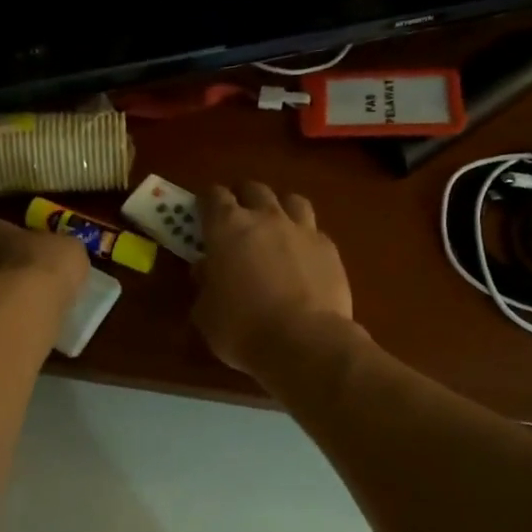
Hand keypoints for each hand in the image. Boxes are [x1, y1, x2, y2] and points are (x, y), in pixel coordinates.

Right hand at [194, 182, 355, 373]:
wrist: (305, 342)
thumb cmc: (242, 328)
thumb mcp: (205, 313)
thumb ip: (204, 284)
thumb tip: (206, 269)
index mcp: (227, 228)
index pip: (213, 196)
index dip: (206, 201)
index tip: (202, 212)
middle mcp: (266, 218)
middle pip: (253, 189)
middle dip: (242, 197)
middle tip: (237, 216)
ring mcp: (302, 230)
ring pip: (291, 200)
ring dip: (279, 207)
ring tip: (275, 225)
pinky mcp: (329, 248)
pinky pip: (314, 230)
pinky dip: (304, 237)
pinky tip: (302, 256)